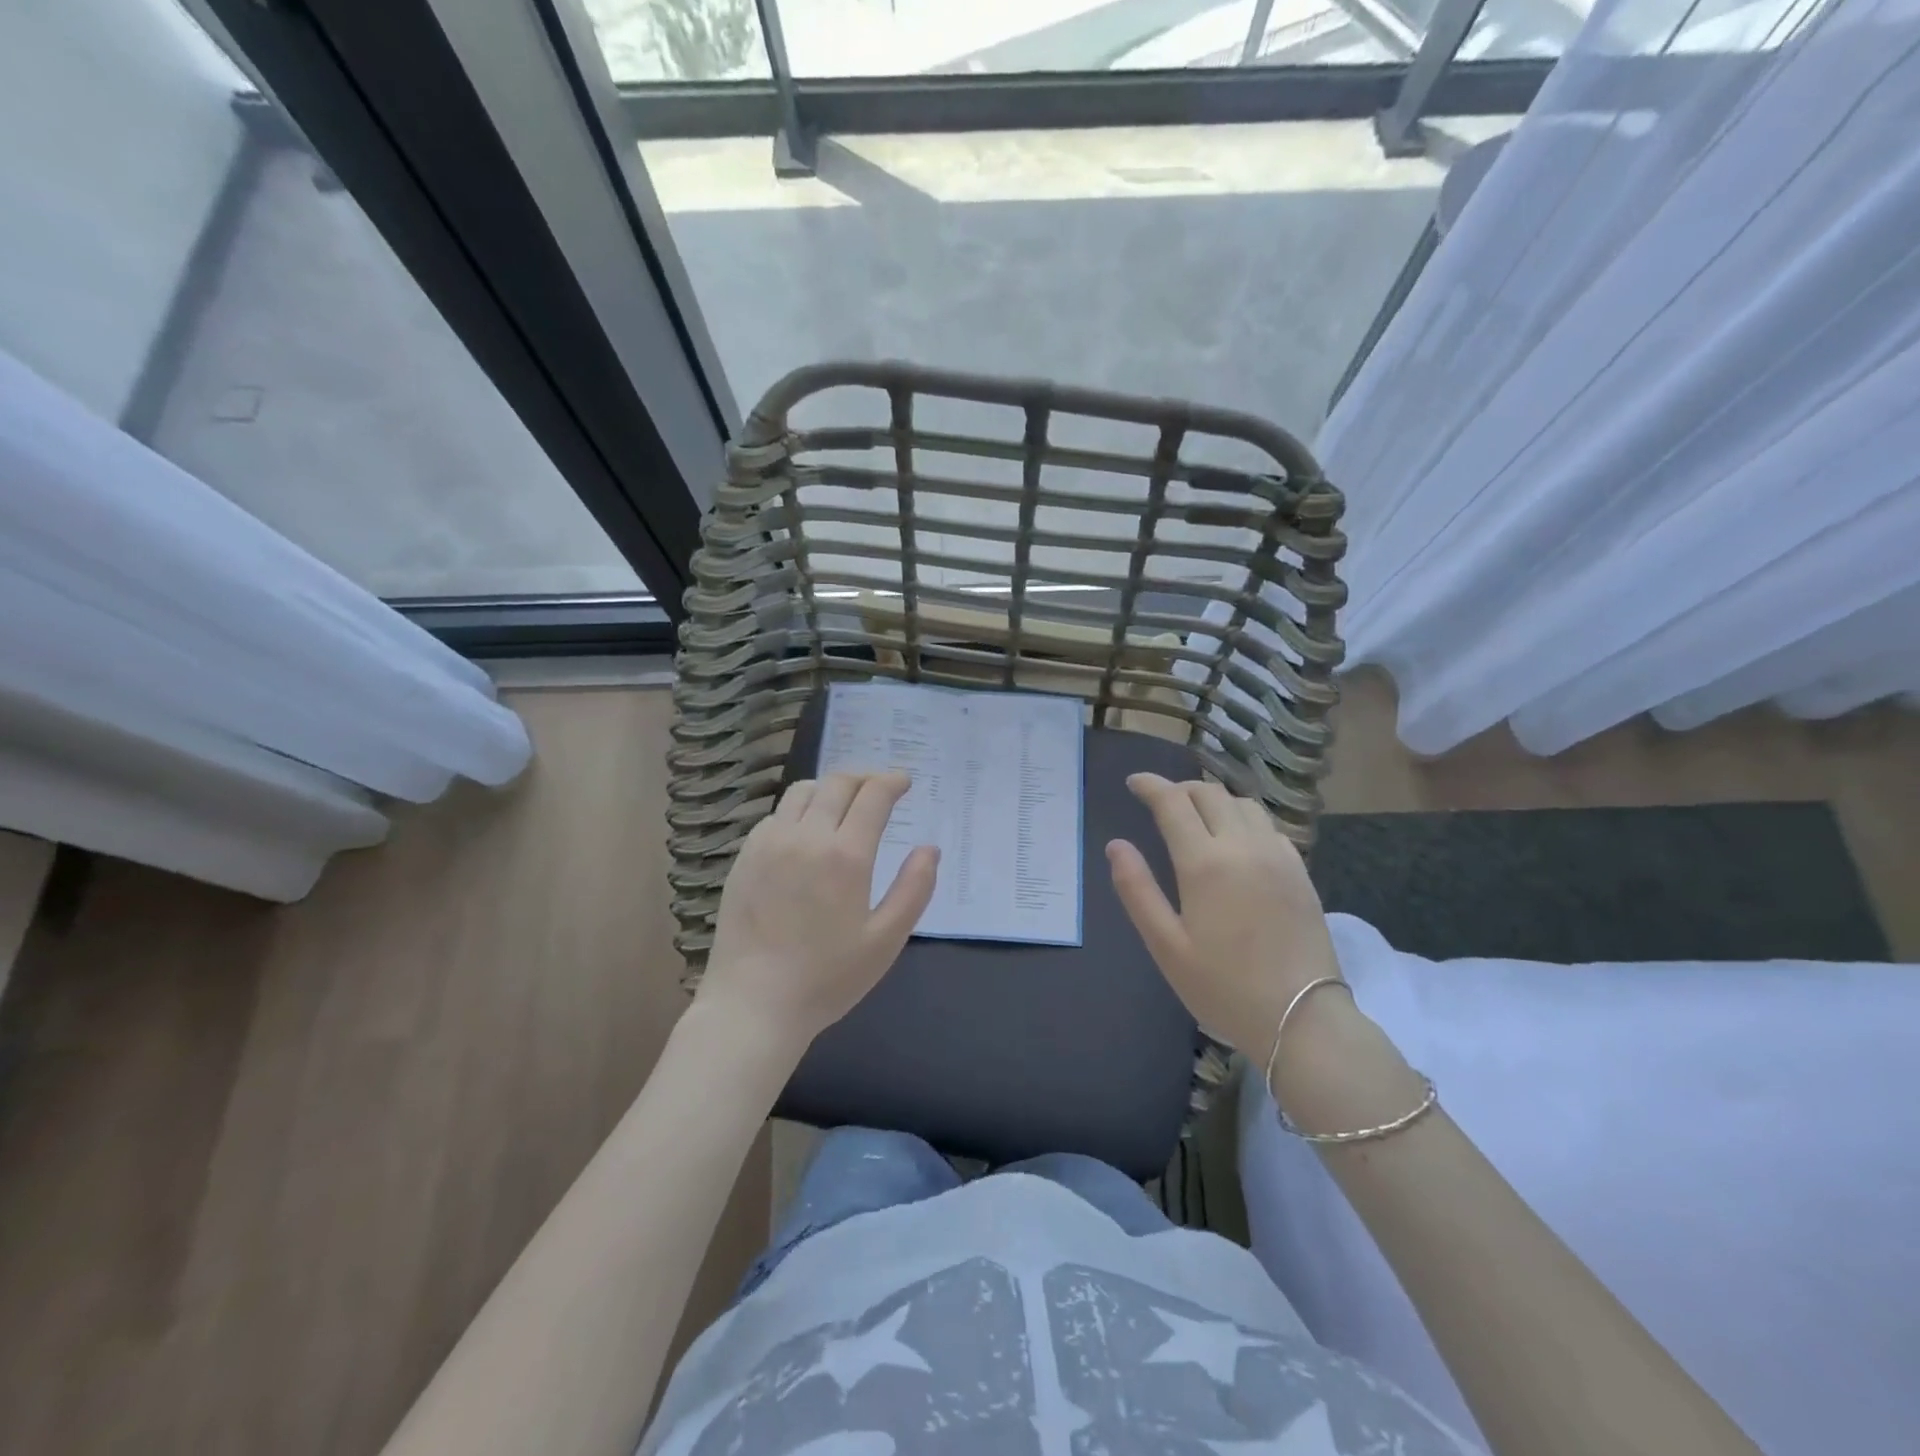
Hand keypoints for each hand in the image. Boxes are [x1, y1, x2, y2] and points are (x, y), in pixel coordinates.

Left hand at [699, 772, 938, 1050]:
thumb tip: (929, 849)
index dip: (892, 782)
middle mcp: (805, 837)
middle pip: (838, 783)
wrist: (753, 1004)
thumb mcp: (885, 941)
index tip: (904, 782)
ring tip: (844, 804)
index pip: (872, 795)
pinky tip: (806, 832)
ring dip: (830, 788)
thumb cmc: (827, 978)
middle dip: (865, 778)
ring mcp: (769, 844)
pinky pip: (776, 815)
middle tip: (880, 788)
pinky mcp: (745, 857)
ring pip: (802, 792)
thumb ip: (914, 889)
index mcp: (845, 856)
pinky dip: (799, 810)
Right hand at [1106, 773, 1341, 1056]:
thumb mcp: (1166, 945)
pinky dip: (1243, 818)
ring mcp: (1277, 856)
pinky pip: (1268, 825)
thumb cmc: (1224, 986)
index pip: (1173, 802)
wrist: (1303, 1018)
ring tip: (1197, 815)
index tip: (1134, 782)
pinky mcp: (1300, 871)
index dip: (1150, 786)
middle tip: (1160, 801)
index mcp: (1205, 863)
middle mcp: (1243, 846)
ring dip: (1214, 799)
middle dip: (1180, 789)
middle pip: (1209, 794)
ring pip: (1242, 804)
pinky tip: (1236, 839)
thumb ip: (1137, 890)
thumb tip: (1116, 845)